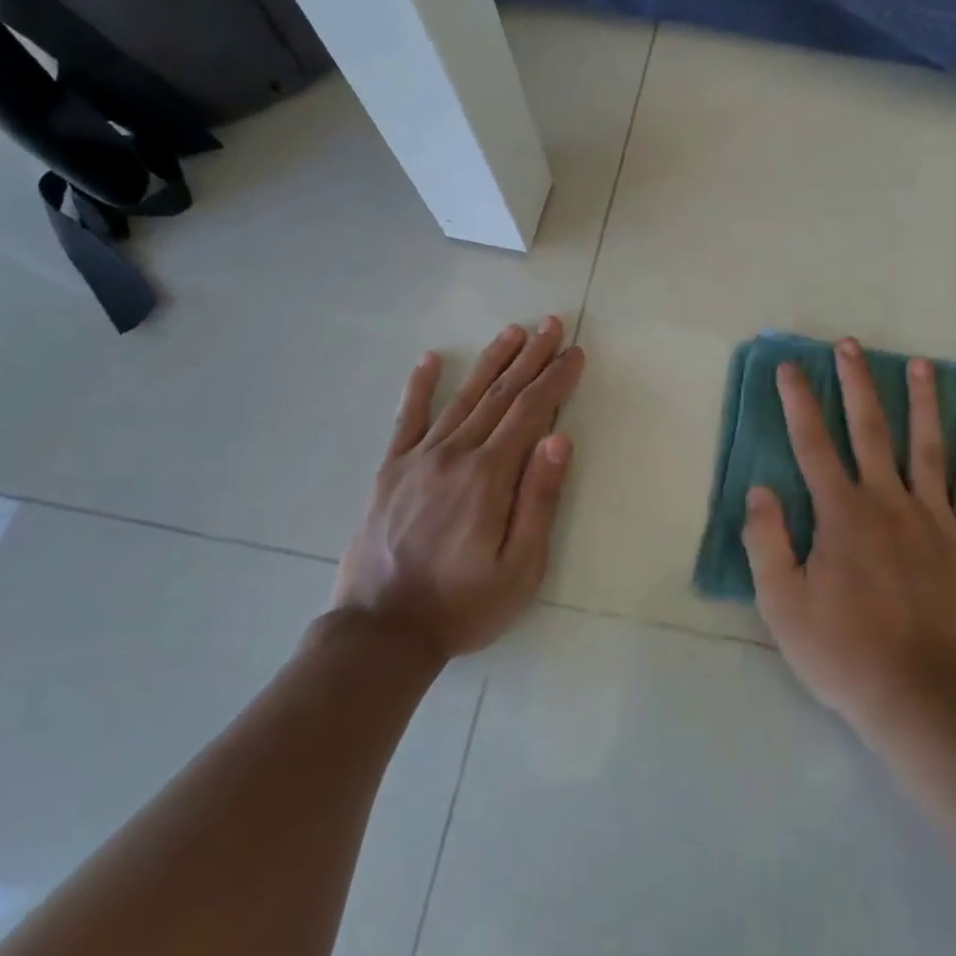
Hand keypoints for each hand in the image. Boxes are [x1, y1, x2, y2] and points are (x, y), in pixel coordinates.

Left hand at [331, 317, 585, 657]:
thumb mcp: (520, 567)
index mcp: (489, 476)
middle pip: (500, 395)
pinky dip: (420, 386)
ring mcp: (418, 459)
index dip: (555, 379)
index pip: (531, 412)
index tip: (574, 352)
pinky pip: (406, 419)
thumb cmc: (463, 605)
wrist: (380, 632)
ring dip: (490, 361)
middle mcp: (455, 454)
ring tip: (512, 332)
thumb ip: (539, 499)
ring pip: (461, 398)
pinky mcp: (390, 471)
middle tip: (550, 323)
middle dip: (530, 357)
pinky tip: (431, 359)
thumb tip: (559, 438)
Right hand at [744, 337, 955, 732]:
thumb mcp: (783, 605)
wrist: (922, 695)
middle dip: (857, 383)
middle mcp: (887, 500)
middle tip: (850, 345)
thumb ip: (767, 542)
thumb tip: (760, 490)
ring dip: (922, 401)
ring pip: (926, 446)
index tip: (790, 367)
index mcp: (841, 513)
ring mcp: (934, 517)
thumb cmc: (845, 651)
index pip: (812, 444)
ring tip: (922, 364)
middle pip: (870, 429)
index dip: (798, 402)